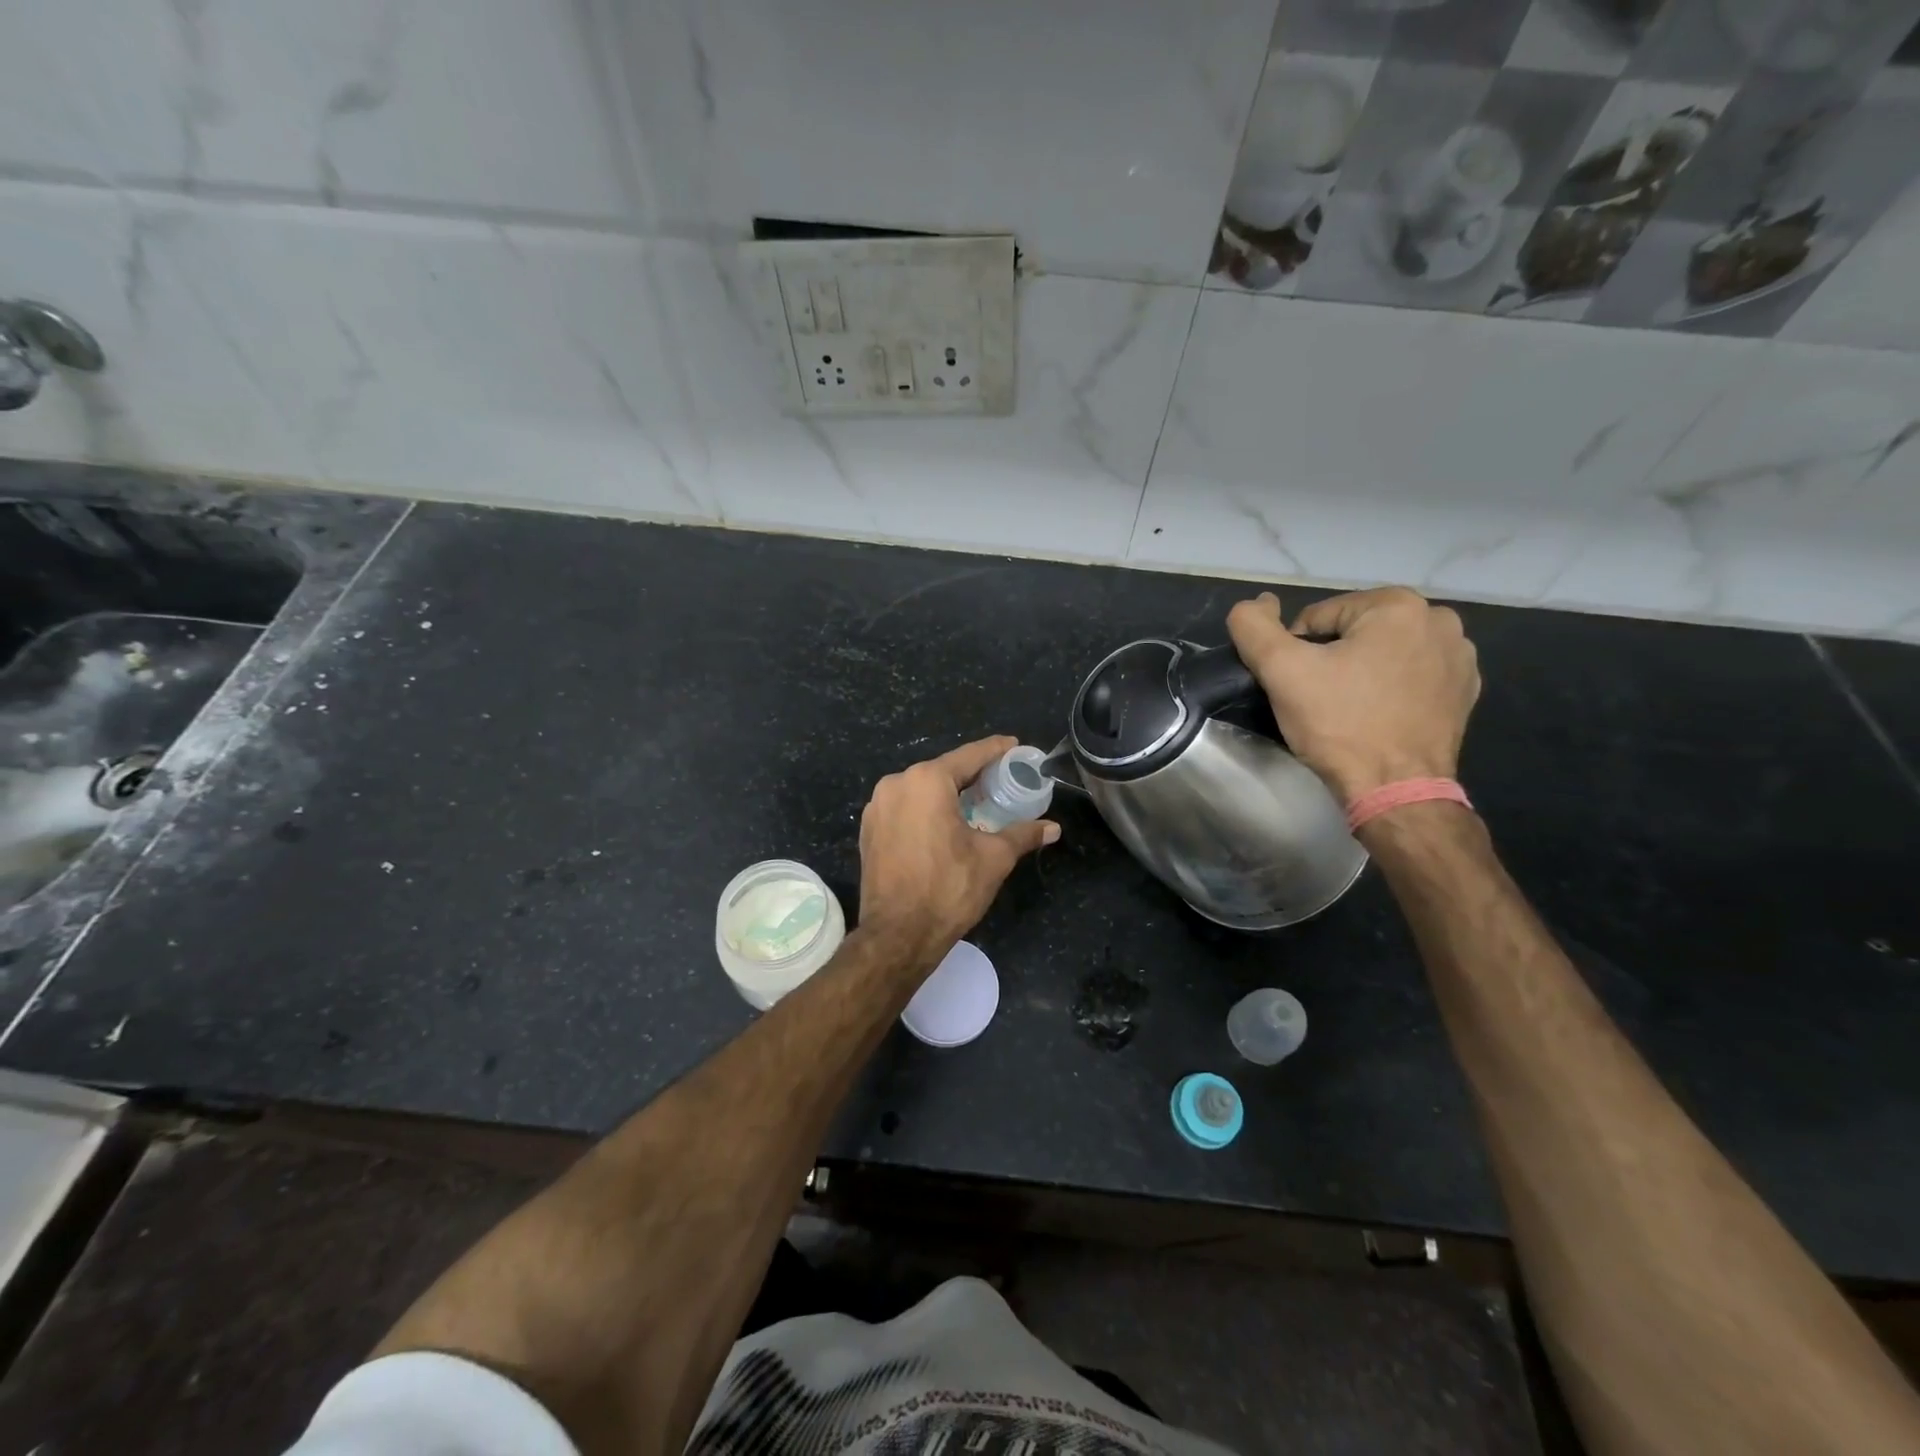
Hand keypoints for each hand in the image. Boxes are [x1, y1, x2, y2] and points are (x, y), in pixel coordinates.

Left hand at [857, 735, 1058, 973]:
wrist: (897, 935)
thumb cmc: (948, 889)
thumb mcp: (993, 858)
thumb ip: (1022, 834)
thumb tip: (1053, 828)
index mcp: (926, 781)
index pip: (970, 756)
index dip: (996, 750)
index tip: (1016, 746)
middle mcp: (896, 784)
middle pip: (943, 771)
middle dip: (973, 775)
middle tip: (1002, 781)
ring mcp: (877, 807)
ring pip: (921, 790)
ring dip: (948, 794)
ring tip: (977, 803)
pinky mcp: (869, 830)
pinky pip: (905, 808)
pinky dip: (926, 811)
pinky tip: (944, 825)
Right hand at [1226, 588, 1479, 802]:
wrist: (1396, 790)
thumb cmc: (1339, 724)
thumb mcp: (1281, 670)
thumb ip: (1253, 627)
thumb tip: (1254, 603)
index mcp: (1398, 605)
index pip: (1319, 617)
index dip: (1297, 652)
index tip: (1298, 686)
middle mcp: (1439, 620)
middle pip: (1354, 632)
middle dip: (1332, 660)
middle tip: (1320, 699)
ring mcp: (1460, 657)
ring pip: (1383, 653)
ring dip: (1362, 672)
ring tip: (1349, 710)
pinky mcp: (1465, 691)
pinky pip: (1412, 676)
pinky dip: (1391, 689)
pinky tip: (1379, 716)